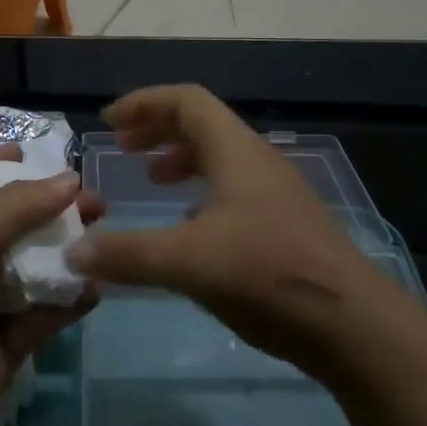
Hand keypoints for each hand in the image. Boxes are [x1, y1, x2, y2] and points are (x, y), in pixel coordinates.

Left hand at [0, 146, 100, 425]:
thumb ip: (19, 204)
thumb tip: (70, 179)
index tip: (31, 149)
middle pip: (15, 221)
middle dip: (52, 207)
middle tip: (93, 199)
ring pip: (37, 264)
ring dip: (69, 250)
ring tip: (104, 233)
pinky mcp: (13, 336)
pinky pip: (50, 308)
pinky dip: (73, 296)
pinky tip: (97, 284)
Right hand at [64, 84, 402, 379]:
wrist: (353, 324)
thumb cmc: (268, 274)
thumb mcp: (188, 261)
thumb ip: (128, 254)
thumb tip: (73, 251)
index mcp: (236, 151)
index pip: (187, 101)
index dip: (145, 103)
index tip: (109, 122)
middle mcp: (257, 162)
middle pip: (203, 125)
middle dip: (158, 129)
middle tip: (124, 147)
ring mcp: (276, 194)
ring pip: (221, 158)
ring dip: (181, 160)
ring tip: (152, 180)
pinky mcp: (284, 226)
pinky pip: (234, 190)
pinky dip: (202, 194)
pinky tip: (189, 228)